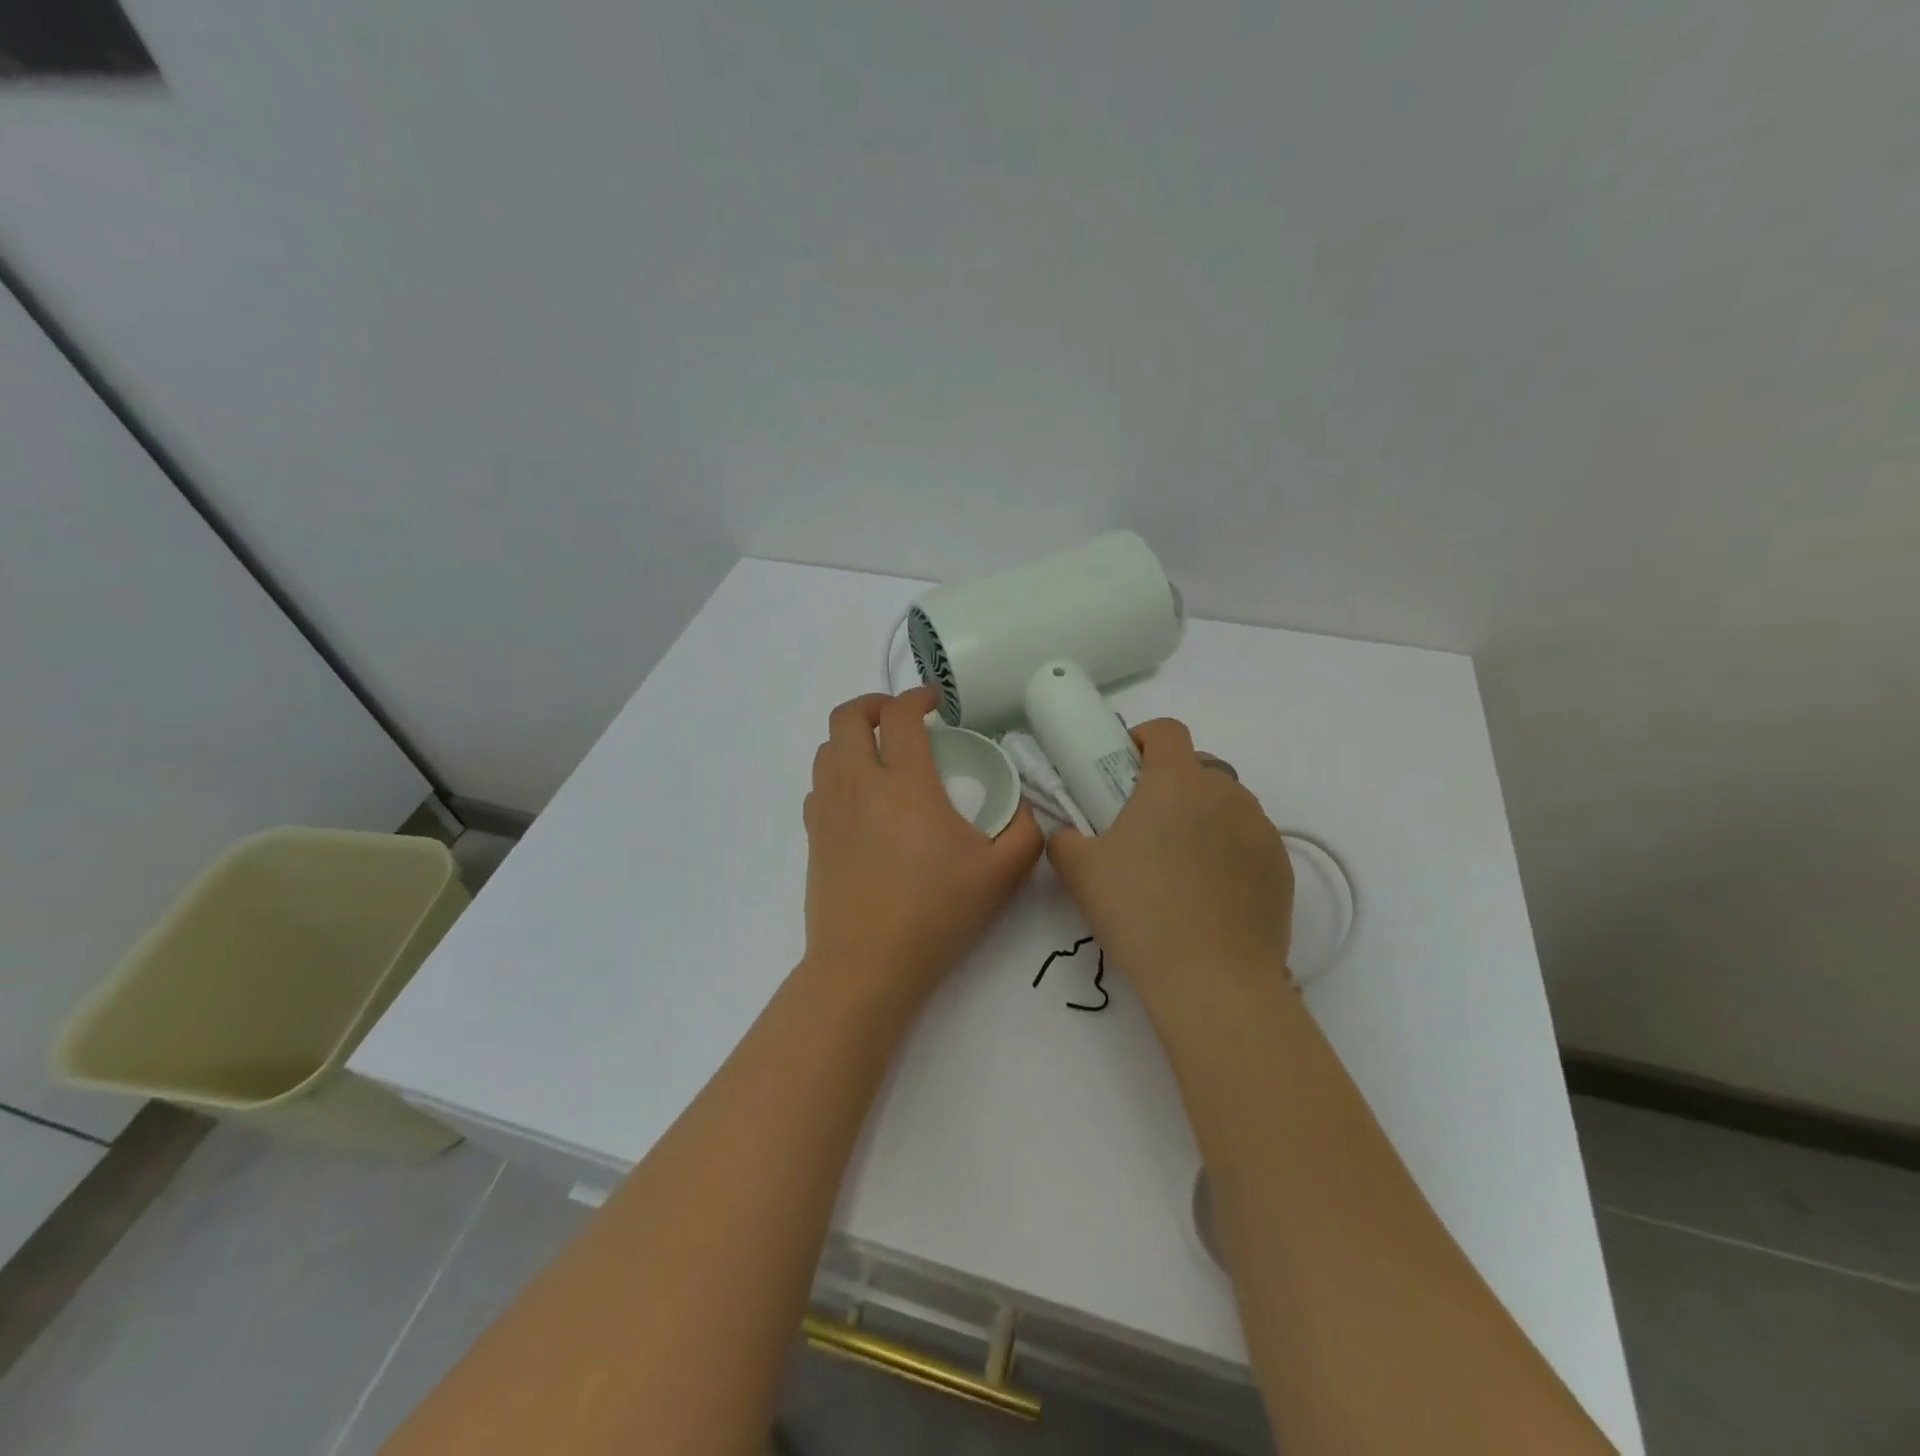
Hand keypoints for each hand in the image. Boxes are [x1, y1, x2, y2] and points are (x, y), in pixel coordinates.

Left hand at [803, 688, 1043, 999]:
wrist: (867, 965)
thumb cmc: (936, 915)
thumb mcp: (1002, 875)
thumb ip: (1025, 831)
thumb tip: (1024, 807)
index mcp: (906, 785)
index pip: (900, 715)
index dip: (917, 697)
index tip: (935, 703)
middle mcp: (859, 785)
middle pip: (847, 718)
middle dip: (874, 704)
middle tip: (900, 718)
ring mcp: (829, 810)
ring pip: (827, 748)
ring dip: (853, 738)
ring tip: (880, 754)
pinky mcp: (814, 836)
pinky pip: (818, 785)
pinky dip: (837, 774)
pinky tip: (860, 798)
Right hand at [1046, 719, 1293, 995]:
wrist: (1213, 979)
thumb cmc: (1139, 910)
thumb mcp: (1079, 871)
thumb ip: (1065, 838)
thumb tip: (1068, 834)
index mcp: (1176, 781)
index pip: (1166, 730)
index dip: (1143, 739)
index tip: (1124, 768)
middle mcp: (1225, 793)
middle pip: (1198, 768)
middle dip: (1171, 785)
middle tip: (1144, 827)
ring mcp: (1260, 829)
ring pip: (1227, 804)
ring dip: (1202, 818)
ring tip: (1179, 867)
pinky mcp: (1281, 866)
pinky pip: (1249, 841)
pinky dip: (1229, 852)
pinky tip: (1210, 896)